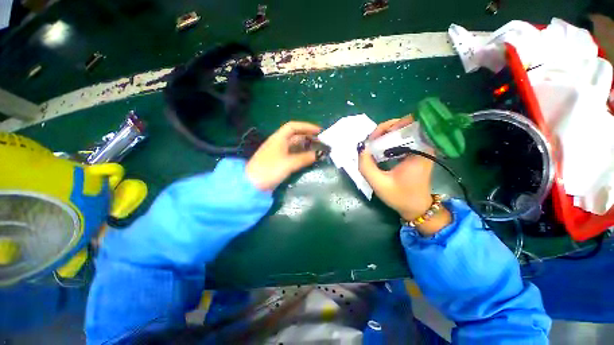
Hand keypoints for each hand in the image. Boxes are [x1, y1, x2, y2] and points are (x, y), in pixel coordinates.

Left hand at [246, 121, 321, 190]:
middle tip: (320, 142)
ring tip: (317, 150)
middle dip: (308, 137)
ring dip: (305, 146)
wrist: (252, 184)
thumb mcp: (289, 163)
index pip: (293, 127)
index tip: (319, 131)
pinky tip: (307, 159)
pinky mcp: (278, 161)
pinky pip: (292, 154)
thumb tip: (318, 154)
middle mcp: (278, 143)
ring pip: (294, 145)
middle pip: (295, 136)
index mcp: (278, 138)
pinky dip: (300, 155)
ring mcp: (278, 152)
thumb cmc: (270, 170)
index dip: (306, 127)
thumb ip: (304, 158)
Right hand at [358, 117, 450, 234]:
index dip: (389, 126)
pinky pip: (401, 139)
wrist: (416, 208)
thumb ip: (366, 166)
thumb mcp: (379, 183)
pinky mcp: (416, 152)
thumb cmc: (400, 197)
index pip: (408, 124)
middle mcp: (424, 145)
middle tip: (371, 142)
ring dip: (385, 135)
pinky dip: (388, 140)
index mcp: (420, 150)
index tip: (374, 138)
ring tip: (373, 145)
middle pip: (405, 124)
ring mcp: (421, 147)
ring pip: (402, 130)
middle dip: (385, 130)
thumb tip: (361, 148)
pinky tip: (379, 149)